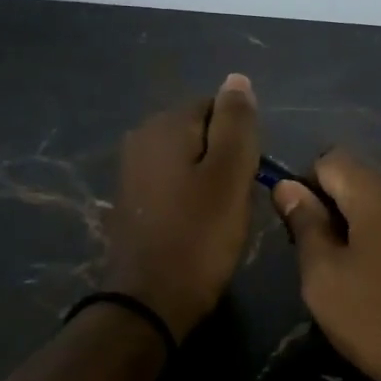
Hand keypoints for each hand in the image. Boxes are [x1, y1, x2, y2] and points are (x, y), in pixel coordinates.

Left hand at [102, 74, 260, 339]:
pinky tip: (199, 226)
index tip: (248, 176)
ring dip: (210, 182)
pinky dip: (190, 199)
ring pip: (188, 161)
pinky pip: (172, 185)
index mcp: (164, 125)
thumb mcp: (230, 175)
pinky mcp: (132, 201)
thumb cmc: (199, 236)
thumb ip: (236, 123)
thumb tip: (237, 79)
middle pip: (201, 133)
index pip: (217, 106)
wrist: (150, 301)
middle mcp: (140, 138)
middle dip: (225, 159)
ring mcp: (131, 171)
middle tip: (238, 199)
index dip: (241, 139)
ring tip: (221, 217)